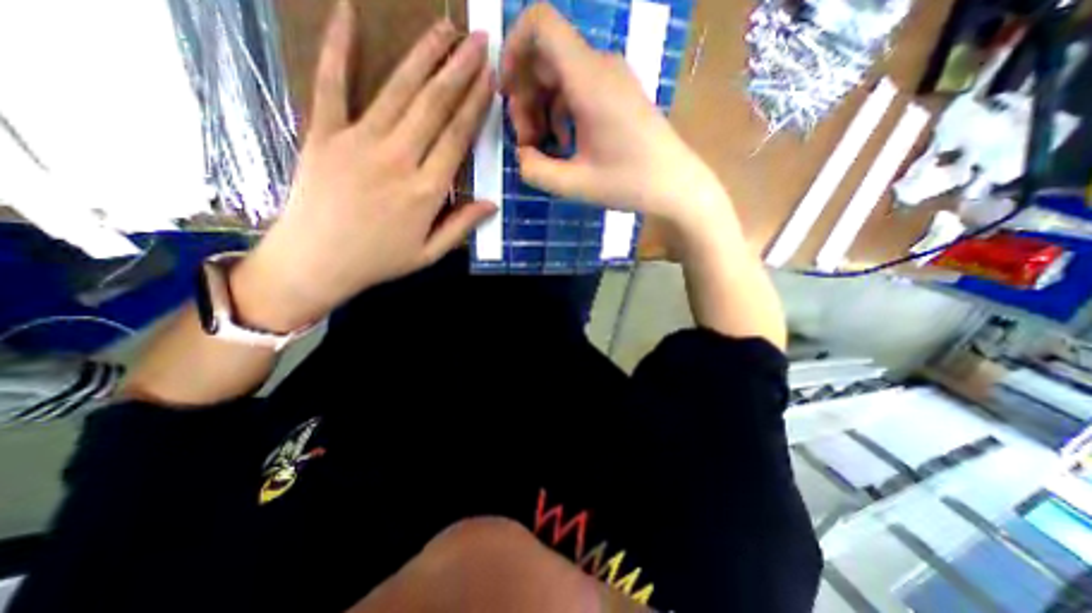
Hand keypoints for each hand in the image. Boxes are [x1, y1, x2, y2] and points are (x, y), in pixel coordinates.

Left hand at [239, 1, 496, 331]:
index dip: (476, 105)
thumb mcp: (429, 253)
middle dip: (459, 70)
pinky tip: (347, 12)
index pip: (457, 138)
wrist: (315, 263)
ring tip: (444, 27)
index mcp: (426, 191)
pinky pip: (331, 85)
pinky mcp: (323, 134)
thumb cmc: (378, 261)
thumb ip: (461, 226)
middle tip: (478, 40)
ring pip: (398, 90)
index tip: (490, 78)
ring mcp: (358, 142)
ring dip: (423, 55)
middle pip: (434, 106)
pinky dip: (338, 47)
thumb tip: (492, 204)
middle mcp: (398, 159)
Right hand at [505, 3, 732, 228]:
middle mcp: (600, 67)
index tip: (506, 92)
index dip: (512, 49)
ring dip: (542, 108)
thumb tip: (522, 155)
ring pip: (559, 75)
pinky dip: (561, 112)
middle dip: (525, 96)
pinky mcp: (617, 93)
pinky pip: (577, 89)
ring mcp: (611, 78)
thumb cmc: (629, 183)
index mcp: (589, 80)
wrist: (675, 185)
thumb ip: (536, 170)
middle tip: (527, 141)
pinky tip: (564, 144)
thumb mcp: (575, 184)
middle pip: (545, 57)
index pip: (540, 24)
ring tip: (543, 148)